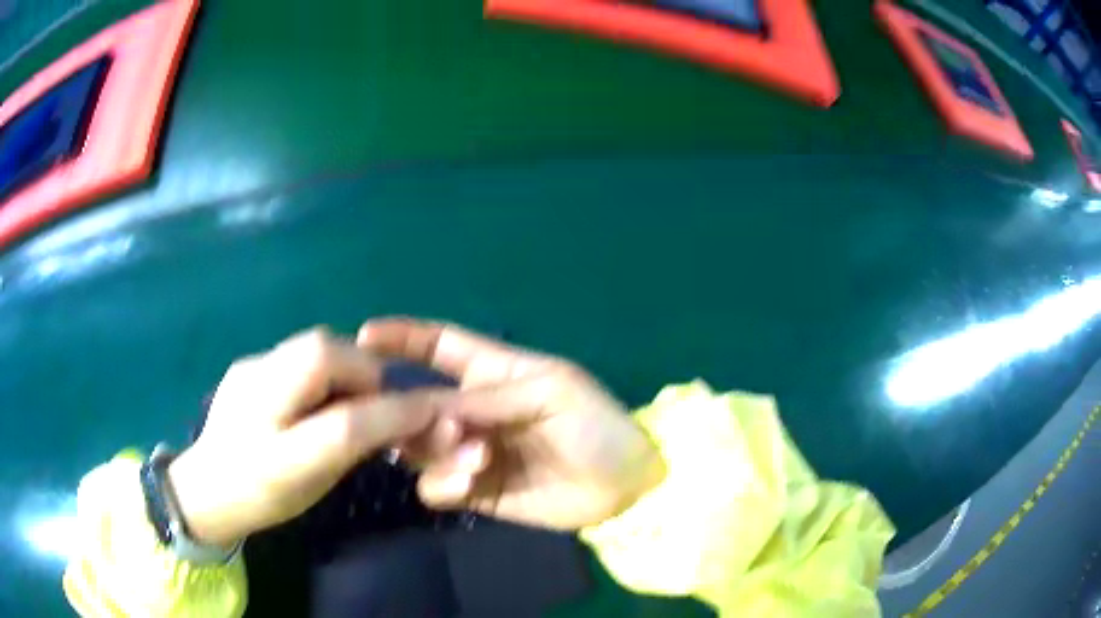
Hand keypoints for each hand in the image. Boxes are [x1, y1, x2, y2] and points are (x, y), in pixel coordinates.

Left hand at [168, 328, 435, 546]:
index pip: (344, 421)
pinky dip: (321, 366)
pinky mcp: (245, 365)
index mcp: (272, 450)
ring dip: (344, 364)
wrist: (203, 488)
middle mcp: (254, 401)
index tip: (430, 409)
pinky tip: (314, 391)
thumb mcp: (312, 482)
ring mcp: (247, 372)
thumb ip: (355, 446)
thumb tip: (405, 417)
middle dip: (365, 371)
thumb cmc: (260, 496)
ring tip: (347, 395)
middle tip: (376, 400)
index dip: (393, 412)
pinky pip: (297, 354)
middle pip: (323, 355)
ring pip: (311, 348)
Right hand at [357, 318, 666, 530]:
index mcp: (494, 373)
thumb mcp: (549, 393)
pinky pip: (435, 487)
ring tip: (478, 458)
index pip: (439, 346)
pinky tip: (471, 486)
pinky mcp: (475, 492)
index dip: (402, 337)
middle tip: (445, 428)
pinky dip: (443, 485)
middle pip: (414, 404)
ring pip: (417, 448)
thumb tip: (423, 406)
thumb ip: (486, 398)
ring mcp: (470, 453)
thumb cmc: (596, 424)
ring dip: (433, 451)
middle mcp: (474, 410)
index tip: (363, 336)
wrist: (625, 486)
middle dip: (411, 414)